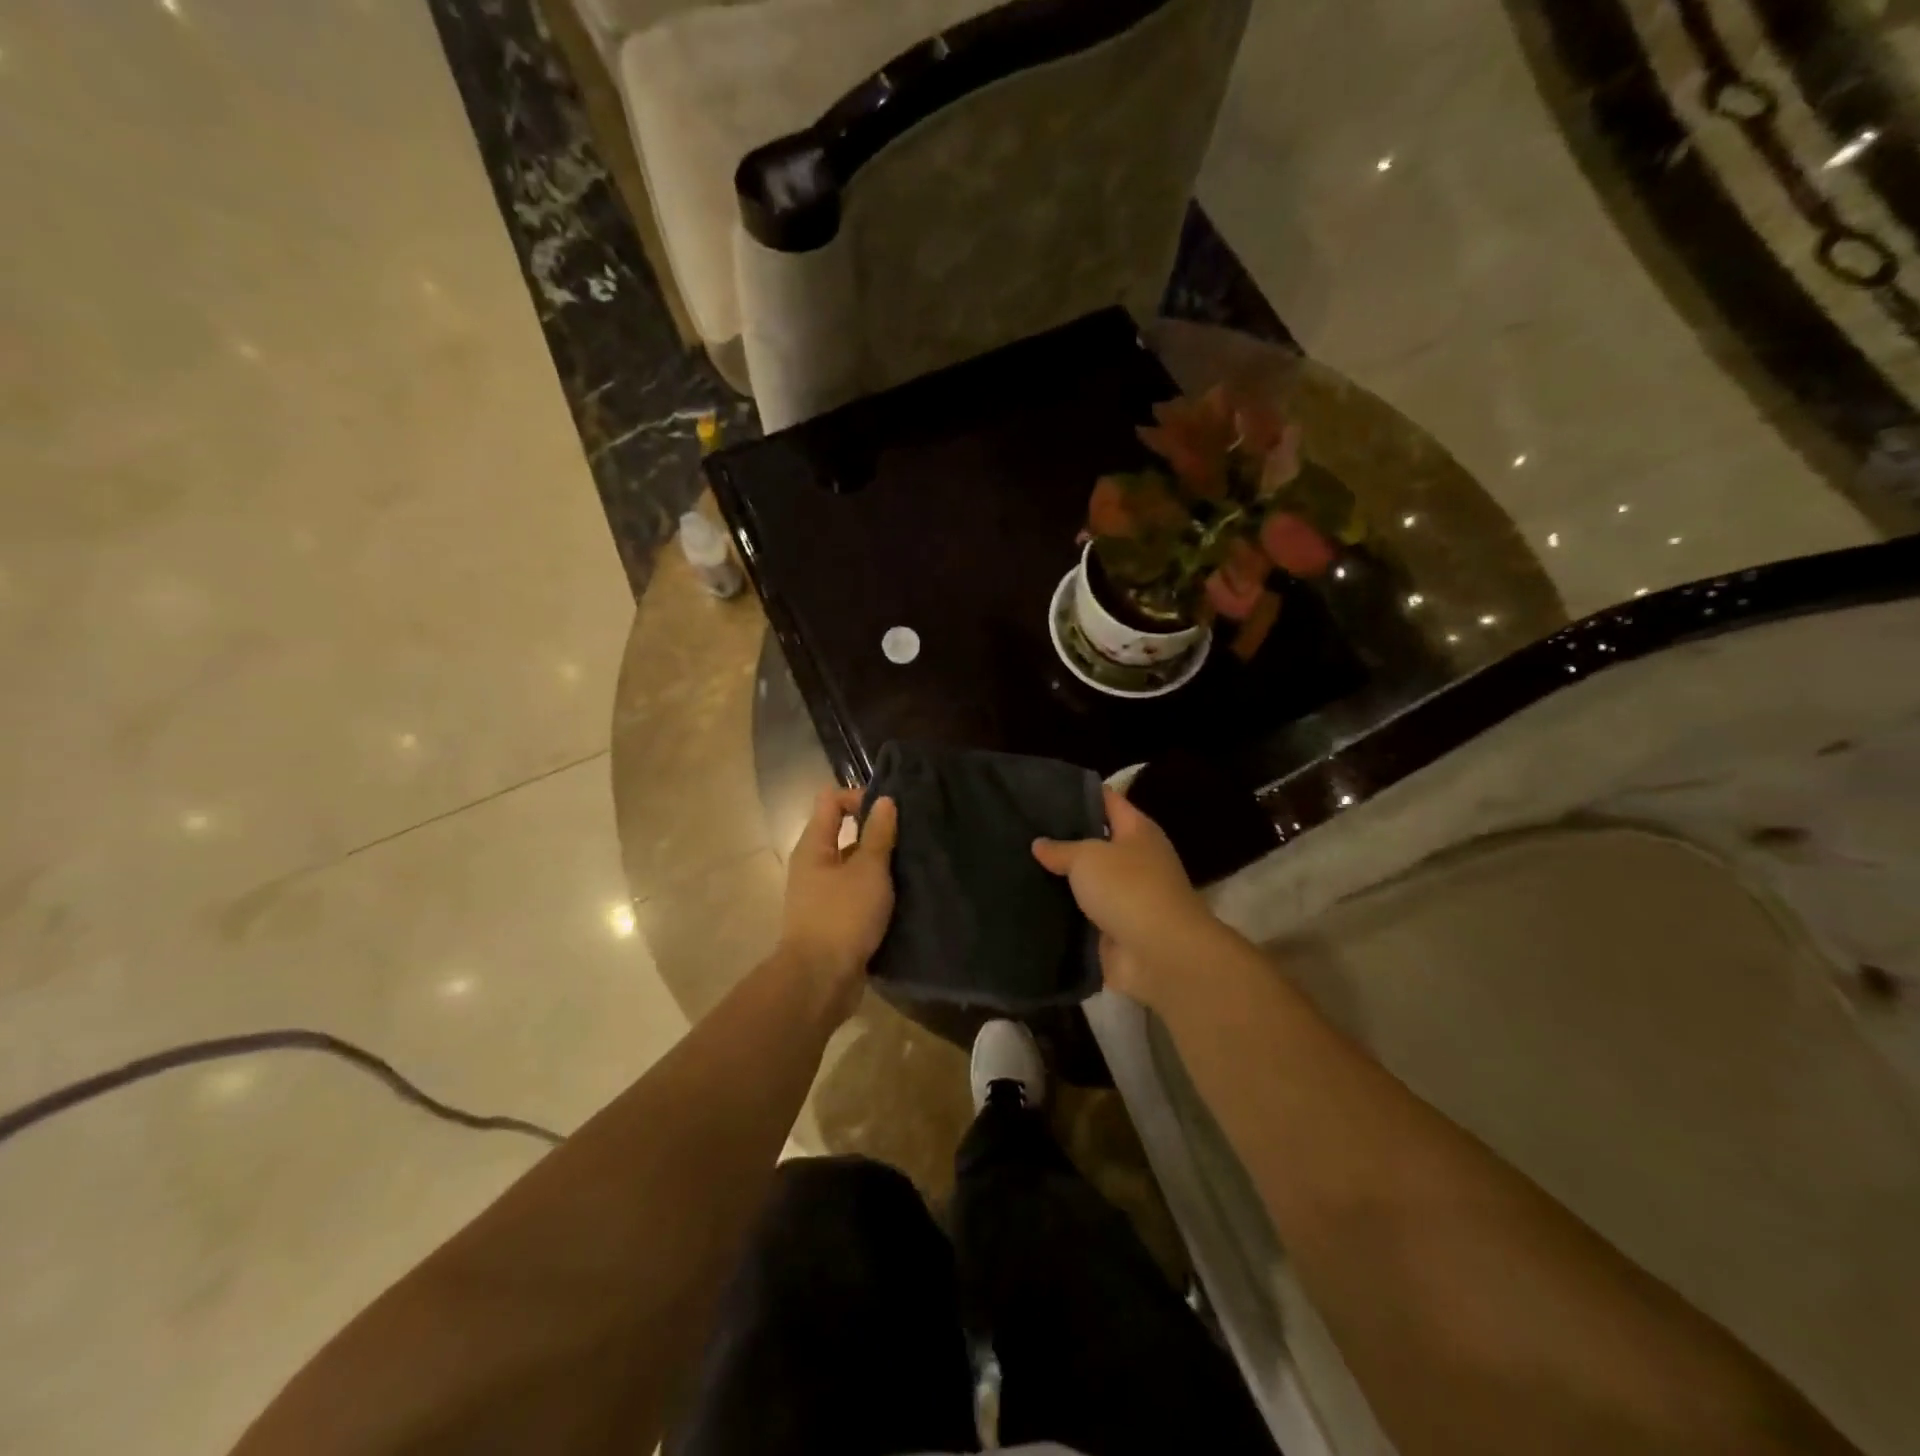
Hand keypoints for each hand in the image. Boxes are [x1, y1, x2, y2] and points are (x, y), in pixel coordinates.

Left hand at [779, 787, 898, 1022]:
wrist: (820, 981)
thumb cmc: (842, 916)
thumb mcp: (868, 870)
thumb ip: (878, 835)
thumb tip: (885, 801)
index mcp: (814, 845)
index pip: (830, 800)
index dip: (860, 797)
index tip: (891, 812)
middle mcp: (813, 864)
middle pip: (843, 832)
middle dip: (876, 832)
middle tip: (910, 838)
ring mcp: (821, 893)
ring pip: (853, 865)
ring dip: (879, 864)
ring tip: (912, 867)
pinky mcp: (833, 919)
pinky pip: (855, 892)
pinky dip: (875, 890)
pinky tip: (902, 896)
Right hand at [1032, 787, 1216, 1011]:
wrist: (1159, 955)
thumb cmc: (1128, 889)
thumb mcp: (1087, 858)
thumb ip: (1061, 849)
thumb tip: (1039, 844)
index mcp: (1138, 831)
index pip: (1108, 801)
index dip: (1080, 794)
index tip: (1044, 791)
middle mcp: (1136, 860)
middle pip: (1096, 842)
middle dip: (1064, 838)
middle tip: (1022, 831)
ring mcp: (1127, 897)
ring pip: (1088, 881)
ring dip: (1062, 879)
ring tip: (1019, 865)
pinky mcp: (1115, 929)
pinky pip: (1084, 914)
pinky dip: (1063, 912)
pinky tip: (1031, 903)